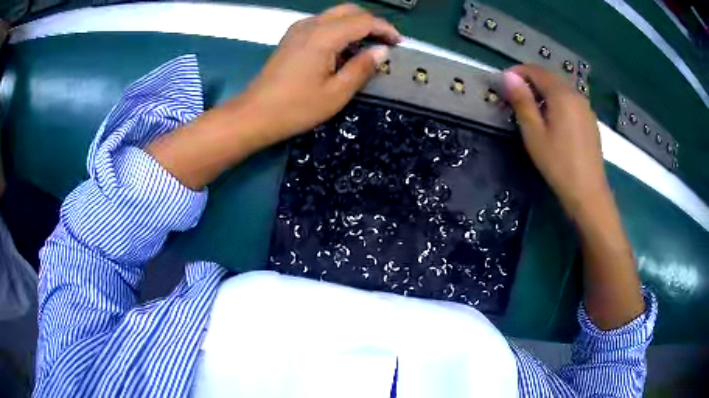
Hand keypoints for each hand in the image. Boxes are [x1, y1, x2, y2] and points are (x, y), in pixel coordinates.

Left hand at [236, 3, 399, 146]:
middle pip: (349, 10)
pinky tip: (343, 48)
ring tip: (367, 46)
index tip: (398, 43)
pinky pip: (322, 23)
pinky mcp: (291, 37)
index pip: (363, 21)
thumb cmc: (296, 108)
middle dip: (371, 22)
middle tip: (384, 42)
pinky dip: (339, 29)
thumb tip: (381, 51)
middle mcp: (311, 25)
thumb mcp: (336, 93)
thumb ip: (361, 68)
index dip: (385, 29)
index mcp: (324, 36)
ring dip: (355, 24)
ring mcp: (298, 29)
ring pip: (335, 14)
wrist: (254, 114)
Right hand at [503, 65, 609, 217]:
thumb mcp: (534, 134)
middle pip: (550, 77)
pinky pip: (571, 100)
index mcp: (561, 95)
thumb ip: (522, 102)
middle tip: (515, 96)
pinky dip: (557, 100)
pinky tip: (553, 119)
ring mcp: (586, 107)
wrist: (588, 192)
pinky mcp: (590, 120)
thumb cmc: (558, 164)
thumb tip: (509, 76)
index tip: (504, 83)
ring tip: (532, 108)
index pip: (536, 71)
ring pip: (561, 88)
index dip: (518, 72)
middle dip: (531, 80)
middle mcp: (576, 94)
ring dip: (544, 90)